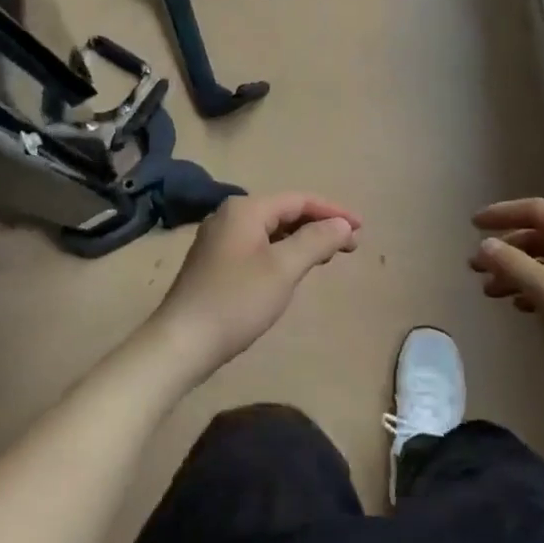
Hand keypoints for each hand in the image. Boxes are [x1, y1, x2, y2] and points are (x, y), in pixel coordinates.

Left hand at [148, 192, 361, 384]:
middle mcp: (230, 215)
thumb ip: (316, 241)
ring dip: (302, 239)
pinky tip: (294, 268)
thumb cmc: (236, 301)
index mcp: (245, 209)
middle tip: (350, 247)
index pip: (299, 200)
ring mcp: (219, 239)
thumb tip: (342, 224)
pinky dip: (282, 251)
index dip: (333, 212)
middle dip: (319, 225)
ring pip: (271, 230)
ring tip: (329, 256)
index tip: (361, 229)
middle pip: (285, 212)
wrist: (181, 342)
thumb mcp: (283, 269)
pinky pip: (258, 245)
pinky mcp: (215, 262)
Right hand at [469, 197, 543, 419]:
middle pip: (540, 238)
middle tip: (474, 268)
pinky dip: (535, 290)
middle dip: (506, 251)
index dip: (502, 214)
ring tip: (490, 292)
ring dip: (517, 273)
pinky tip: (518, 305)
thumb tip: (485, 245)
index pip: (536, 211)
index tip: (472, 225)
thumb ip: (513, 265)